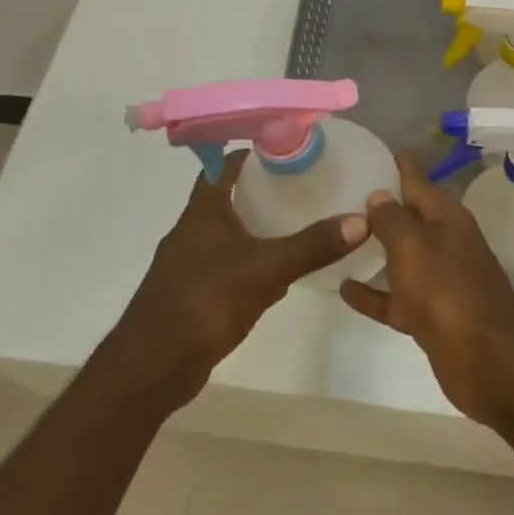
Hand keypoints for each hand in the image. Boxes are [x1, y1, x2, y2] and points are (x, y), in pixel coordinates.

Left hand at [109, 151, 369, 410]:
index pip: (224, 166)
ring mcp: (189, 264)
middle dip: (262, 191)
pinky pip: (227, 267)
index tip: (287, 150)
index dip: (252, 154)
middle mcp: (192, 231)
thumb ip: (311, 246)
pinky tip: (276, 276)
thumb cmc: (205, 302)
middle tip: (303, 186)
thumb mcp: (266, 269)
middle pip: (228, 198)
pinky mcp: (193, 294)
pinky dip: (250, 263)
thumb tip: (361, 220)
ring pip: (228, 234)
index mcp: (203, 212)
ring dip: (256, 228)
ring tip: (297, 224)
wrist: (152, 365)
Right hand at [339, 153, 513, 425]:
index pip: (419, 181)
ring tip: (339, 236)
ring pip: (401, 258)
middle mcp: (445, 245)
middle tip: (343, 192)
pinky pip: (394, 298)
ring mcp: (438, 282)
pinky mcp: (429, 316)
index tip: (378, 148)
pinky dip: (372, 293)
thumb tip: (379, 195)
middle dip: (382, 207)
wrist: (485, 358)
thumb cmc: (446, 289)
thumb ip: (392, 218)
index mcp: (447, 219)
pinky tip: (342, 288)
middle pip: (410, 219)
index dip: (400, 165)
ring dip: (375, 250)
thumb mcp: (413, 244)